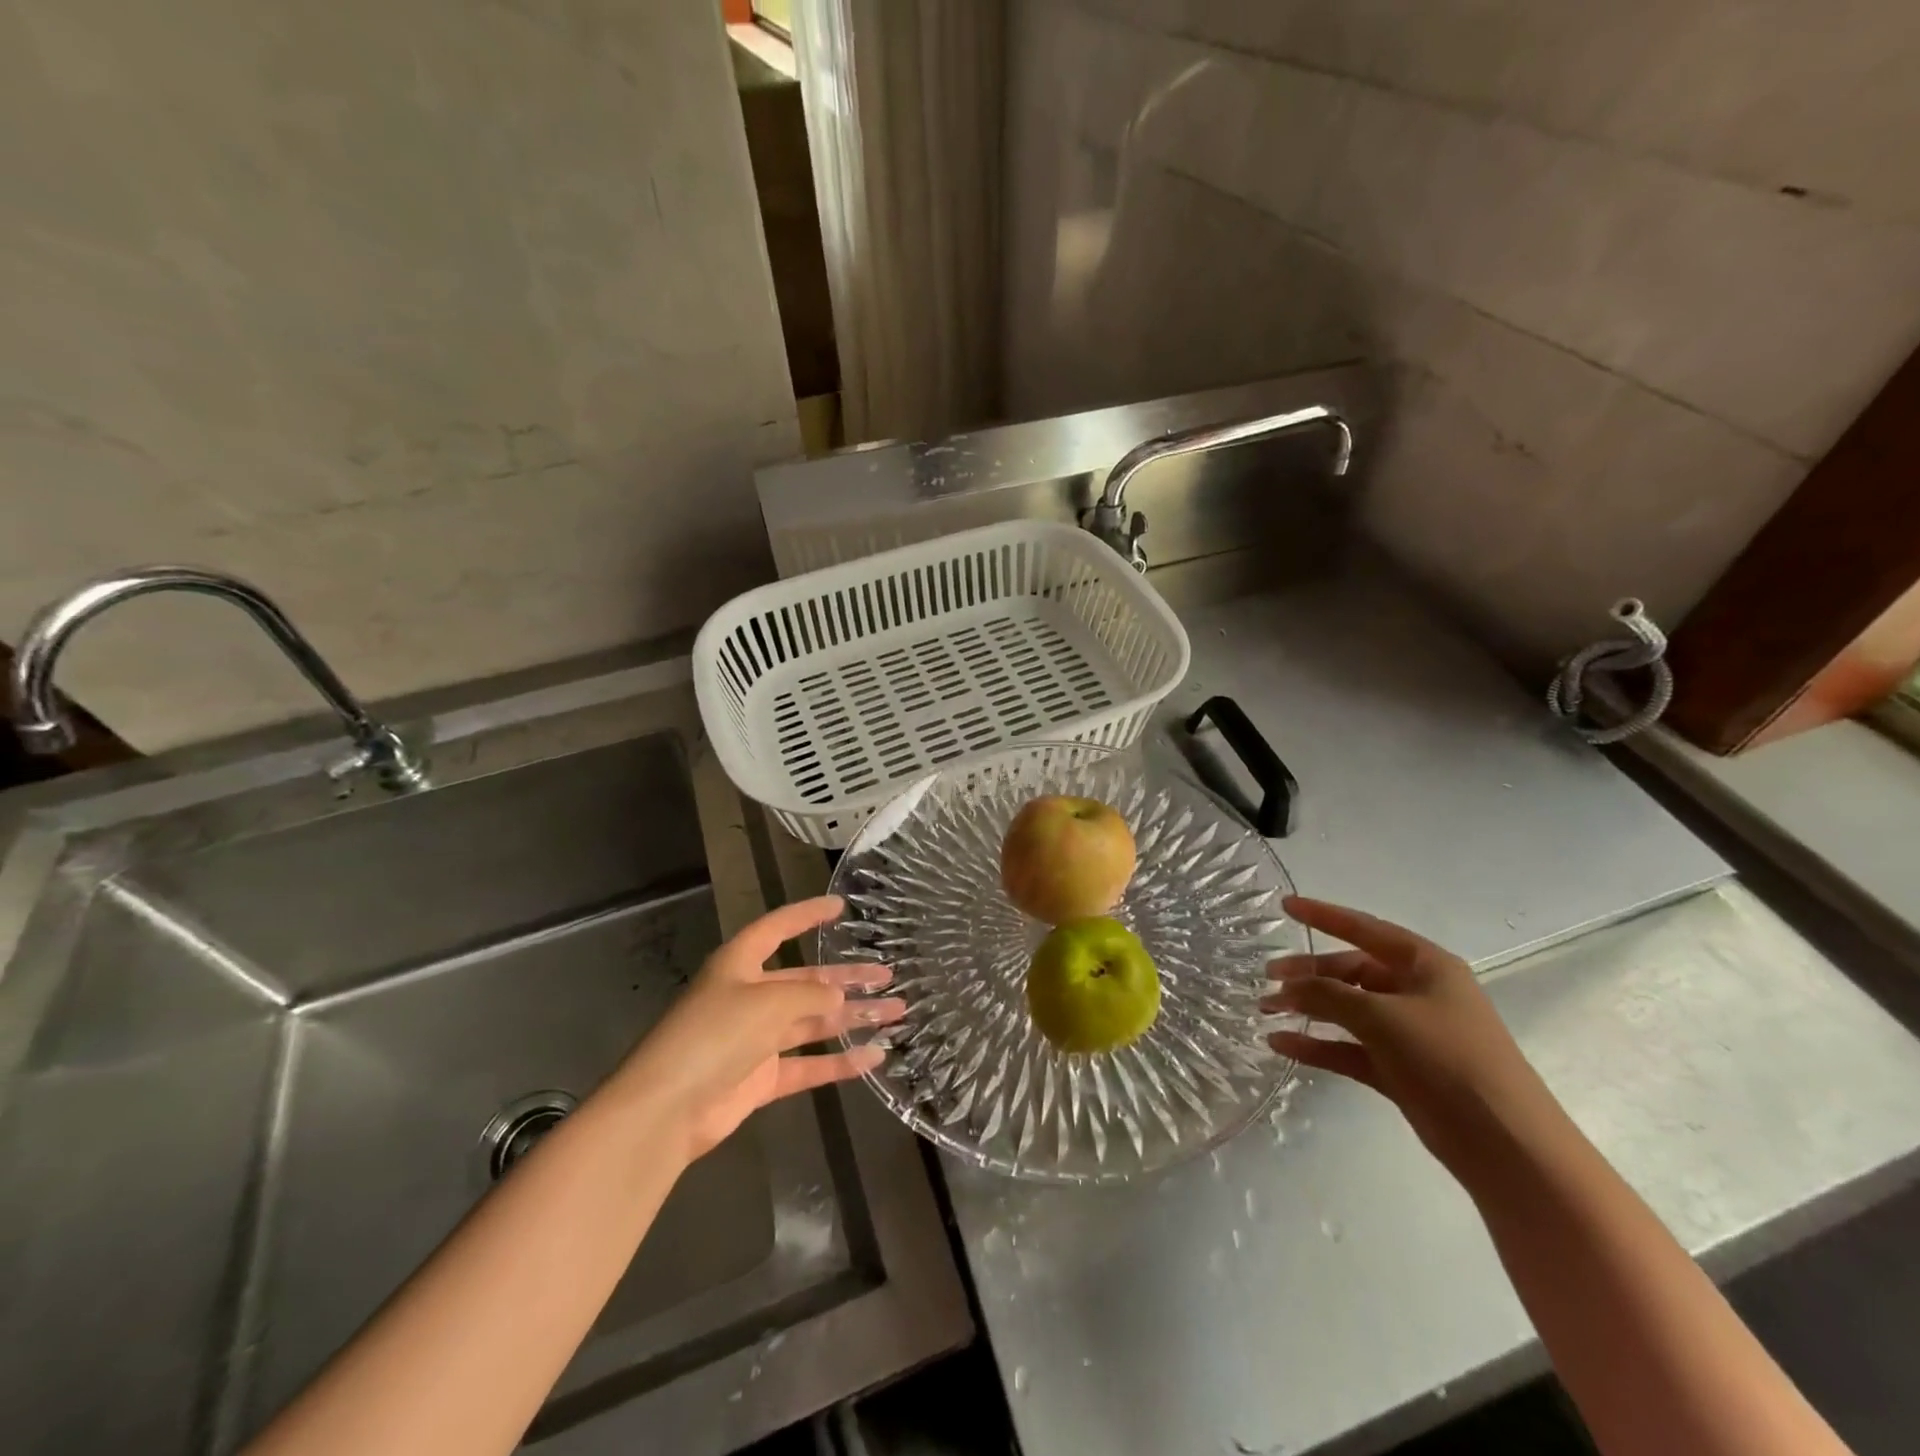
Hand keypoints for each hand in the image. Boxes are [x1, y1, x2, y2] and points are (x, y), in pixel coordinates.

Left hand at [610, 896, 903, 1161]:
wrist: (667, 1110)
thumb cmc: (714, 1035)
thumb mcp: (767, 1002)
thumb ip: (810, 995)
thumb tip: (838, 995)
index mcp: (739, 964)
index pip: (778, 929)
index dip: (807, 915)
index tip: (841, 907)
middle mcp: (749, 996)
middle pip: (806, 980)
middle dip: (847, 977)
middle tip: (888, 974)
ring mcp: (755, 1039)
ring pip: (813, 1022)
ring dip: (852, 1018)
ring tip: (896, 1012)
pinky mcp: (761, 1078)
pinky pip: (807, 1064)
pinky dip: (839, 1062)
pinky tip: (874, 1057)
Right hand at [1263, 896, 1559, 1181]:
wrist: (1505, 1146)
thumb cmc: (1448, 1059)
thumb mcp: (1382, 1016)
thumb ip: (1329, 994)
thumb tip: (1289, 987)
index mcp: (1424, 965)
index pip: (1364, 929)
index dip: (1323, 915)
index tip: (1284, 906)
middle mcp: (1416, 992)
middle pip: (1350, 970)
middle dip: (1307, 973)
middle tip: (1267, 979)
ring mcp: (1408, 1033)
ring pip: (1346, 1009)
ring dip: (1307, 1008)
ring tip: (1265, 1010)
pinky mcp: (1400, 1070)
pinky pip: (1349, 1047)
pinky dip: (1317, 1044)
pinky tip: (1282, 1044)